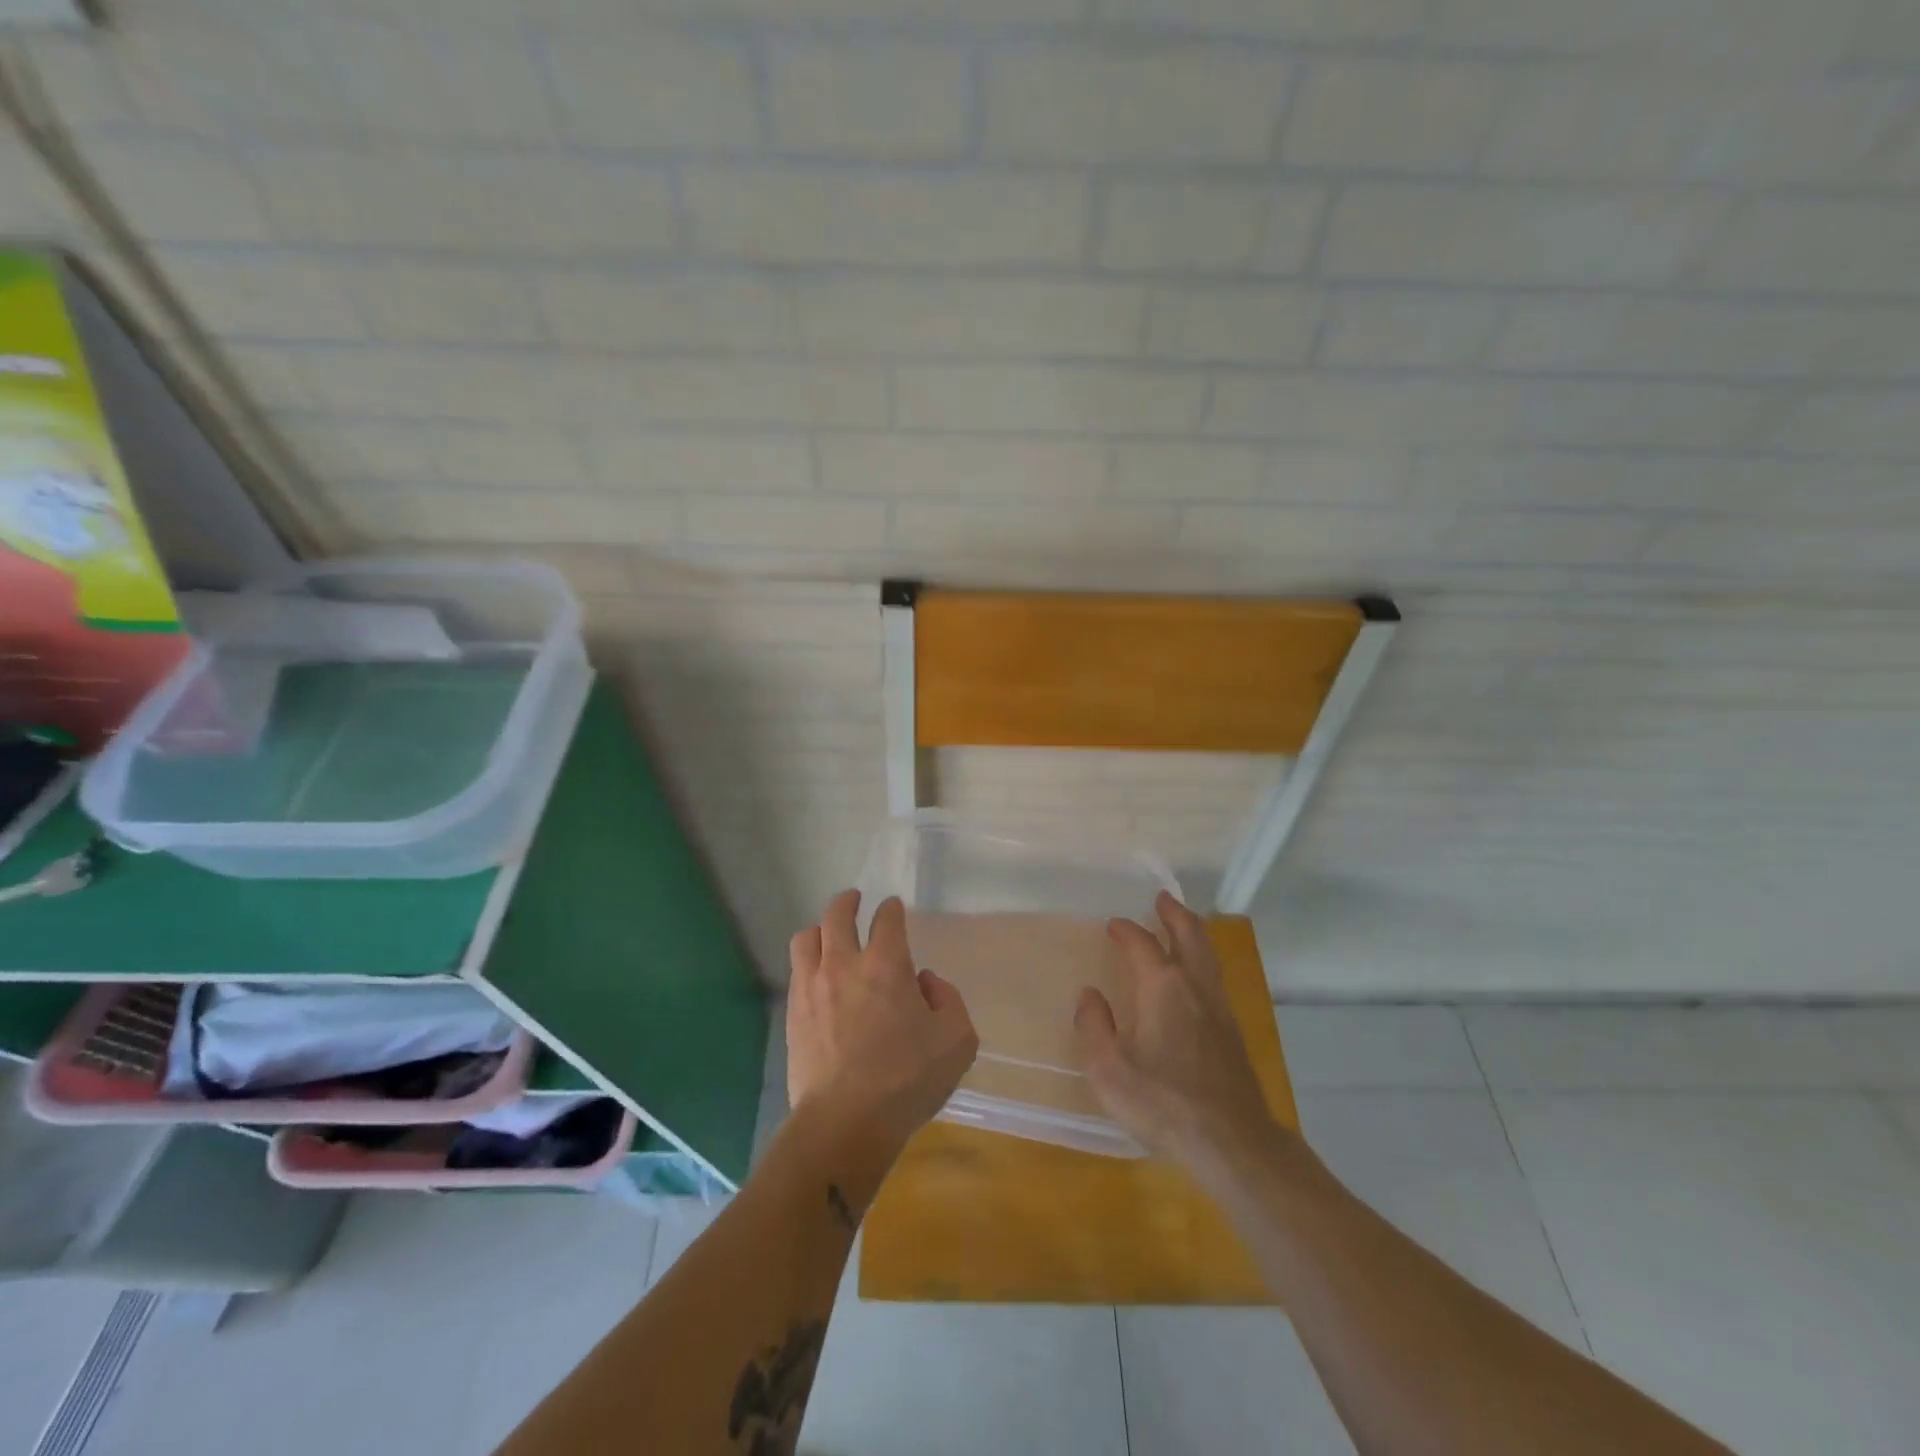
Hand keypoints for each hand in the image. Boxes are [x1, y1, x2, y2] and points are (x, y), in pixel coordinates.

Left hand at [787, 890, 978, 1151]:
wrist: (845, 1122)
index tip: (894, 907)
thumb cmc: (907, 1080)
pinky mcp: (794, 1014)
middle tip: (853, 900)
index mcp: (887, 965)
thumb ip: (948, 1000)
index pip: (887, 919)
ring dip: (820, 929)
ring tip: (827, 934)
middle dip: (847, 902)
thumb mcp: (957, 1040)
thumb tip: (925, 983)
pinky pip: (797, 972)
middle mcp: (845, 965)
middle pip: (837, 915)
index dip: (892, 909)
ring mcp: (813, 987)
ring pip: (807, 938)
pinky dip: (808, 963)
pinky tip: (817, 977)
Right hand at [1074, 891, 1283, 1179]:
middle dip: (1174, 914)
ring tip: (1180, 926)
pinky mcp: (1233, 1032)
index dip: (1126, 930)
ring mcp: (1219, 1008)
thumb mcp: (1108, 1069)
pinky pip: (1215, 978)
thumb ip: (1094, 1026)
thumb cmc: (1162, 1102)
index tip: (1114, 925)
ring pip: (1207, 955)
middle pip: (1189, 935)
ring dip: (1192, 933)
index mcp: (1162, 987)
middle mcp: (1194, 987)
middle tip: (1162, 899)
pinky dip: (1202, 960)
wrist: (1232, 1142)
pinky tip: (1194, 977)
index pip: (1142, 944)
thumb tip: (1090, 995)